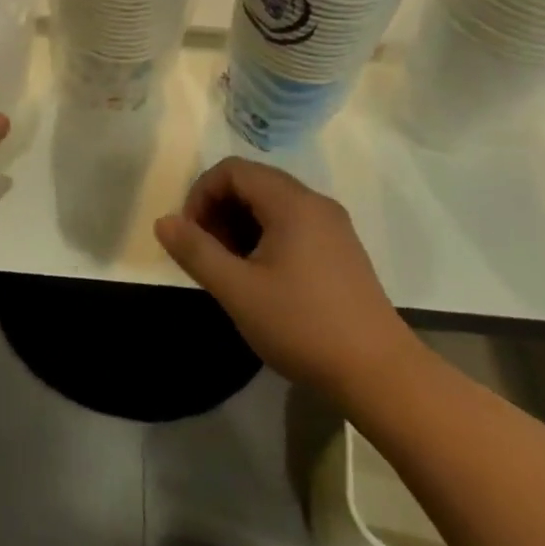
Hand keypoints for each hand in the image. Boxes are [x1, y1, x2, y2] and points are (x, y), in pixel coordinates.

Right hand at [155, 158, 419, 393]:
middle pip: (253, 183)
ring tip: (230, 270)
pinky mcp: (342, 250)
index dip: (201, 194)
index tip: (190, 236)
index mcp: (291, 201)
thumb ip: (196, 251)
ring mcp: (333, 226)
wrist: (381, 375)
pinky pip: (293, 224)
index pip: (232, 170)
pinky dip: (265, 237)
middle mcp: (315, 202)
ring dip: (241, 226)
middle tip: (207, 254)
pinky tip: (262, 279)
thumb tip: (163, 221)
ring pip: (272, 205)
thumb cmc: (303, 325)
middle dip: (219, 211)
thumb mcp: (238, 290)